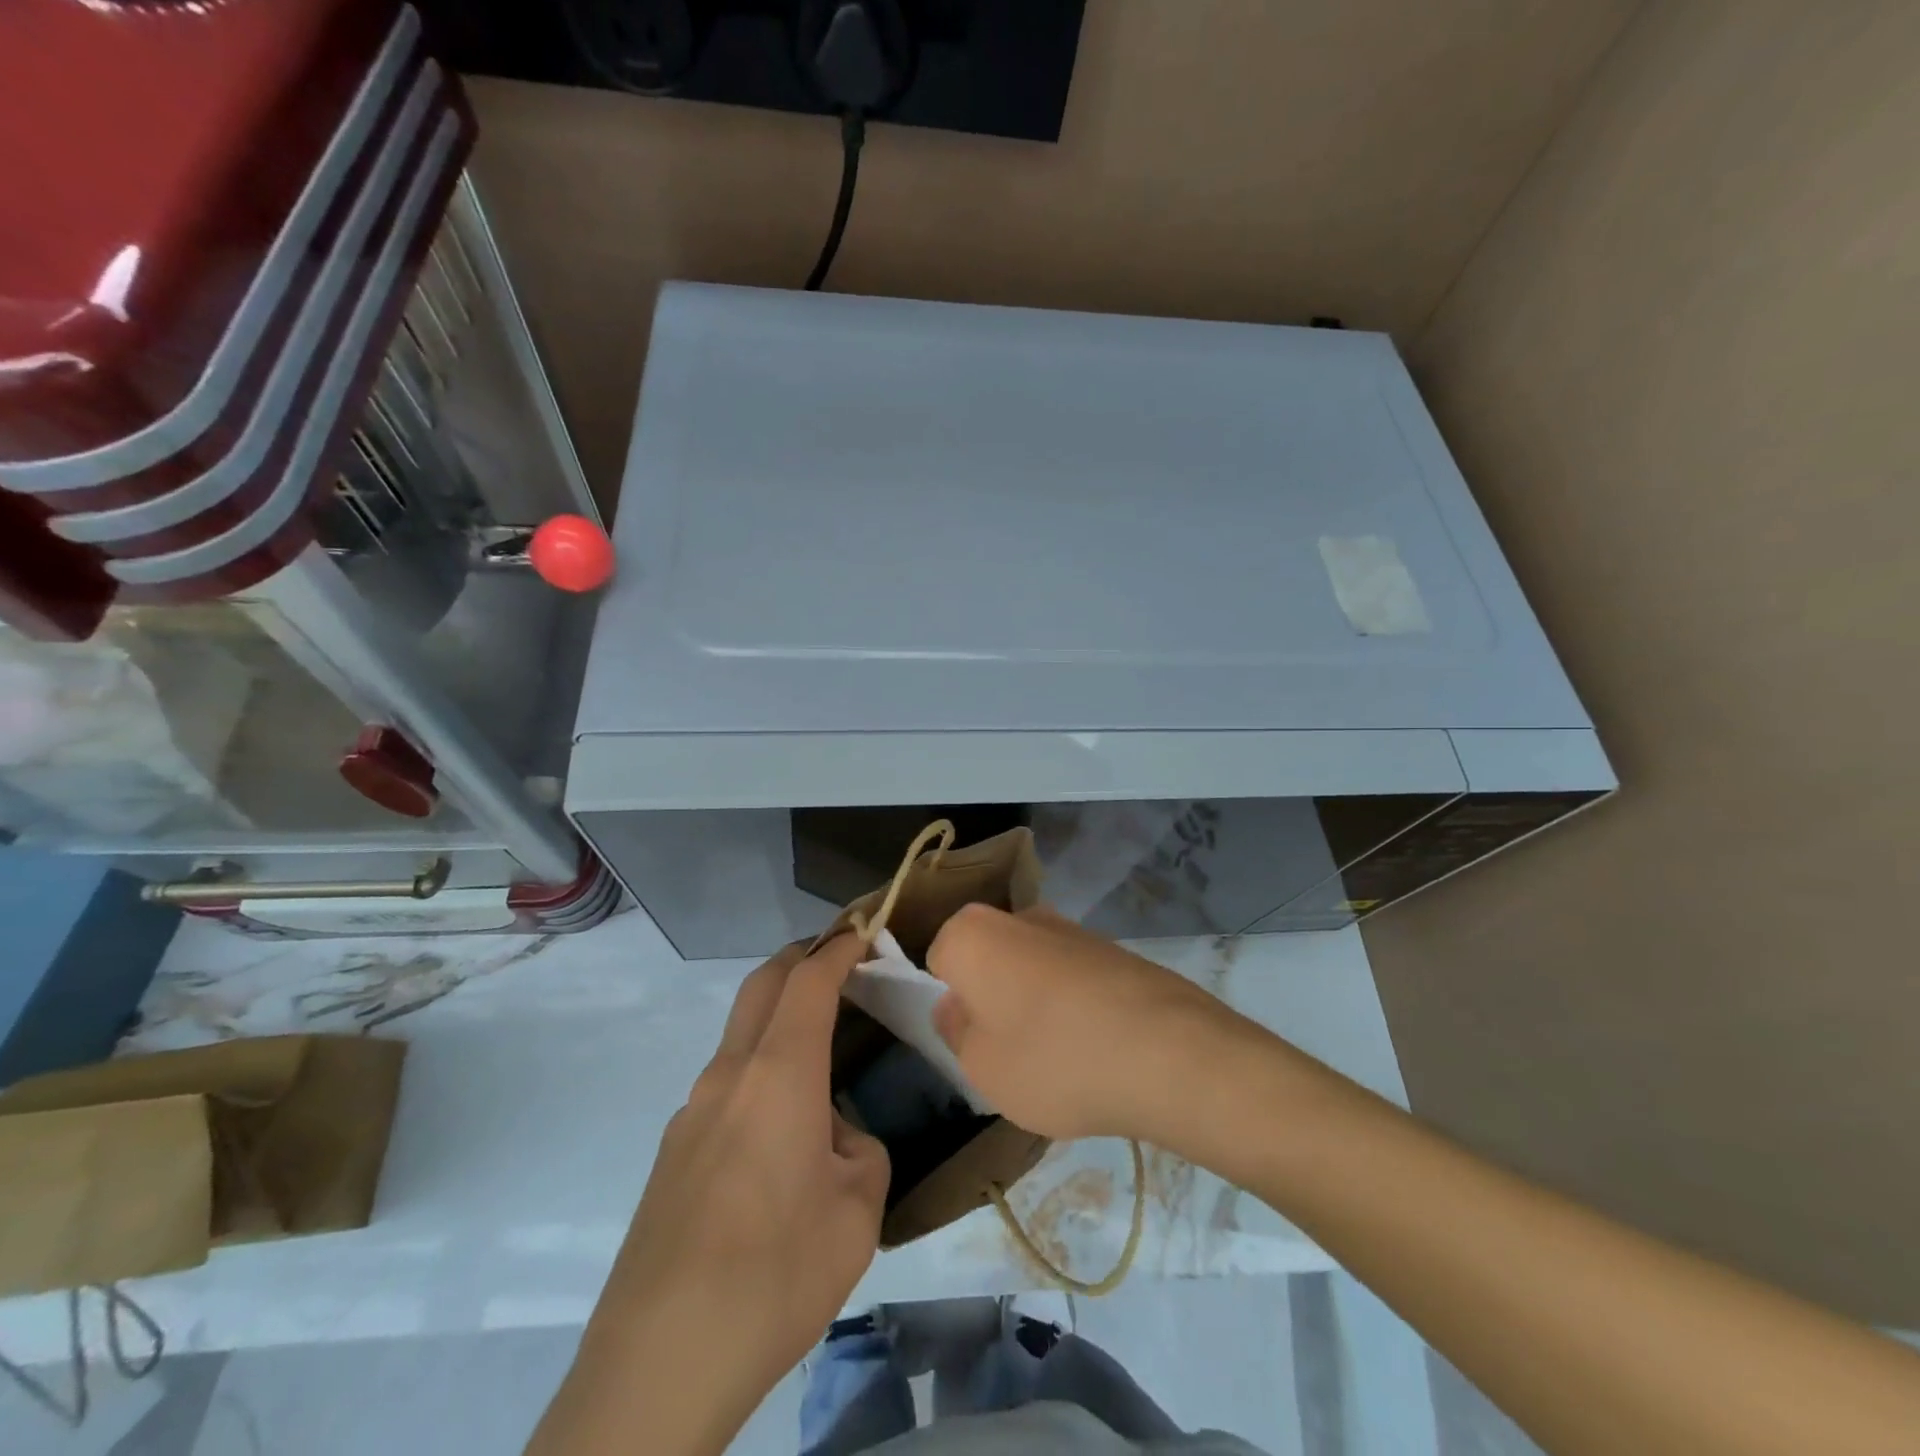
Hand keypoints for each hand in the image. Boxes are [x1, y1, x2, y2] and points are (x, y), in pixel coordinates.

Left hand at [552, 936, 887, 1455]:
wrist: (657, 1365)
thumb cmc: (775, 1273)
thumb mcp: (857, 1212)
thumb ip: (859, 1151)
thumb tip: (833, 1138)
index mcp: (778, 1074)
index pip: (810, 980)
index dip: (840, 947)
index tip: (866, 930)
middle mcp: (729, 1076)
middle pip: (762, 985)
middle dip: (802, 958)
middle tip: (841, 959)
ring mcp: (691, 1113)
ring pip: (740, 1035)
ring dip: (779, 1017)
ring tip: (821, 1052)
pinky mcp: (673, 1153)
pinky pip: (725, 1085)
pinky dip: (760, 1071)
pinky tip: (781, 1135)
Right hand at [926, 903, 1264, 1143]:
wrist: (1169, 1052)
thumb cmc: (1053, 1059)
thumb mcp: (981, 1067)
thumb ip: (956, 1032)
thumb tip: (957, 1006)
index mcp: (974, 933)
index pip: (938, 960)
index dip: (951, 1002)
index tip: (971, 1040)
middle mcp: (1020, 916)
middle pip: (989, 959)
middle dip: (992, 998)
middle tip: (1010, 1052)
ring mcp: (1072, 928)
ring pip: (1032, 968)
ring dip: (1036, 1003)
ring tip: (1061, 1059)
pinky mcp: (1114, 948)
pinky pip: (1074, 978)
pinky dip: (1076, 1006)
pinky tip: (1098, 1049)